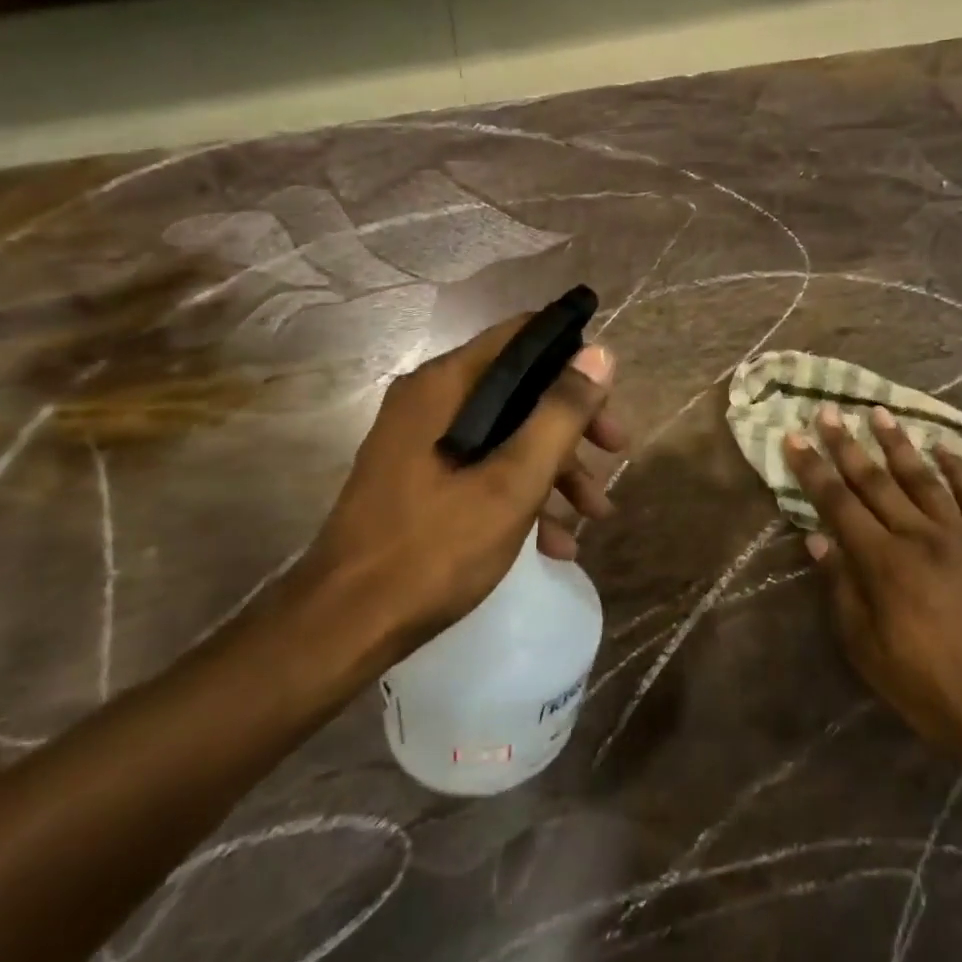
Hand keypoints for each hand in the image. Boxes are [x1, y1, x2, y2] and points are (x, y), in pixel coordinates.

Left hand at [296, 314, 623, 672]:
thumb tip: (600, 353)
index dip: (572, 354)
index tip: (610, 391)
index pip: (522, 336)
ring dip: (556, 468)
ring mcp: (421, 439)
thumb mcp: (514, 481)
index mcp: (447, 385)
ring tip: (595, 515)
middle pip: (521, 387)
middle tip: (616, 452)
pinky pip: (482, 465)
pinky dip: (521, 493)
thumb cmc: (435, 546)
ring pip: (506, 432)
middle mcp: (431, 399)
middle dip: (574, 423)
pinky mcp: (418, 476)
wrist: (345, 625)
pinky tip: (555, 543)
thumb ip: (560, 413)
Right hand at [783, 404, 961, 770]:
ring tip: (879, 412)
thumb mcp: (868, 650)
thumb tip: (816, 538)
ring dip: (898, 443)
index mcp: (884, 564)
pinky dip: (959, 469)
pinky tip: (945, 447)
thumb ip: (842, 589)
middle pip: (876, 481)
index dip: (813, 469)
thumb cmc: (930, 688)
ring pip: (923, 478)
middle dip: (847, 444)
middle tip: (829, 411)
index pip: (838, 504)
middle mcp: (920, 537)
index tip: (794, 436)